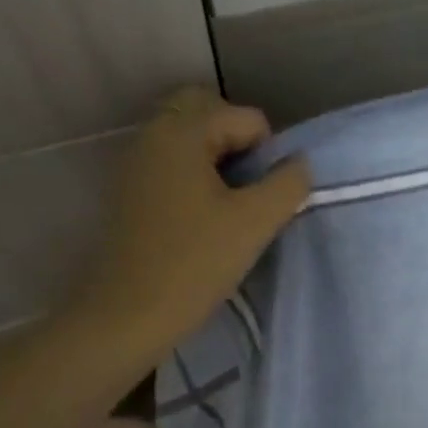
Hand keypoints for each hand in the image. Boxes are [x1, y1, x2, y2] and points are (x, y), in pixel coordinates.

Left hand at [70, 87, 310, 354]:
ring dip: (218, 161)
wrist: (128, 314)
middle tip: (251, 190)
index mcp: (181, 132)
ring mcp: (137, 164)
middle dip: (239, 143)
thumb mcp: (256, 222)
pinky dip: (196, 177)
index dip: (268, 156)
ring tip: (232, 207)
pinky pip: (173, 165)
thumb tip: (298, 164)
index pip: (247, 119)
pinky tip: (205, 219)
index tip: (263, 199)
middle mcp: (152, 135)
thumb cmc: (195, 263)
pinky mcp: (131, 193)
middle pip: (209, 113)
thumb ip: (288, 184)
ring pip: (189, 140)